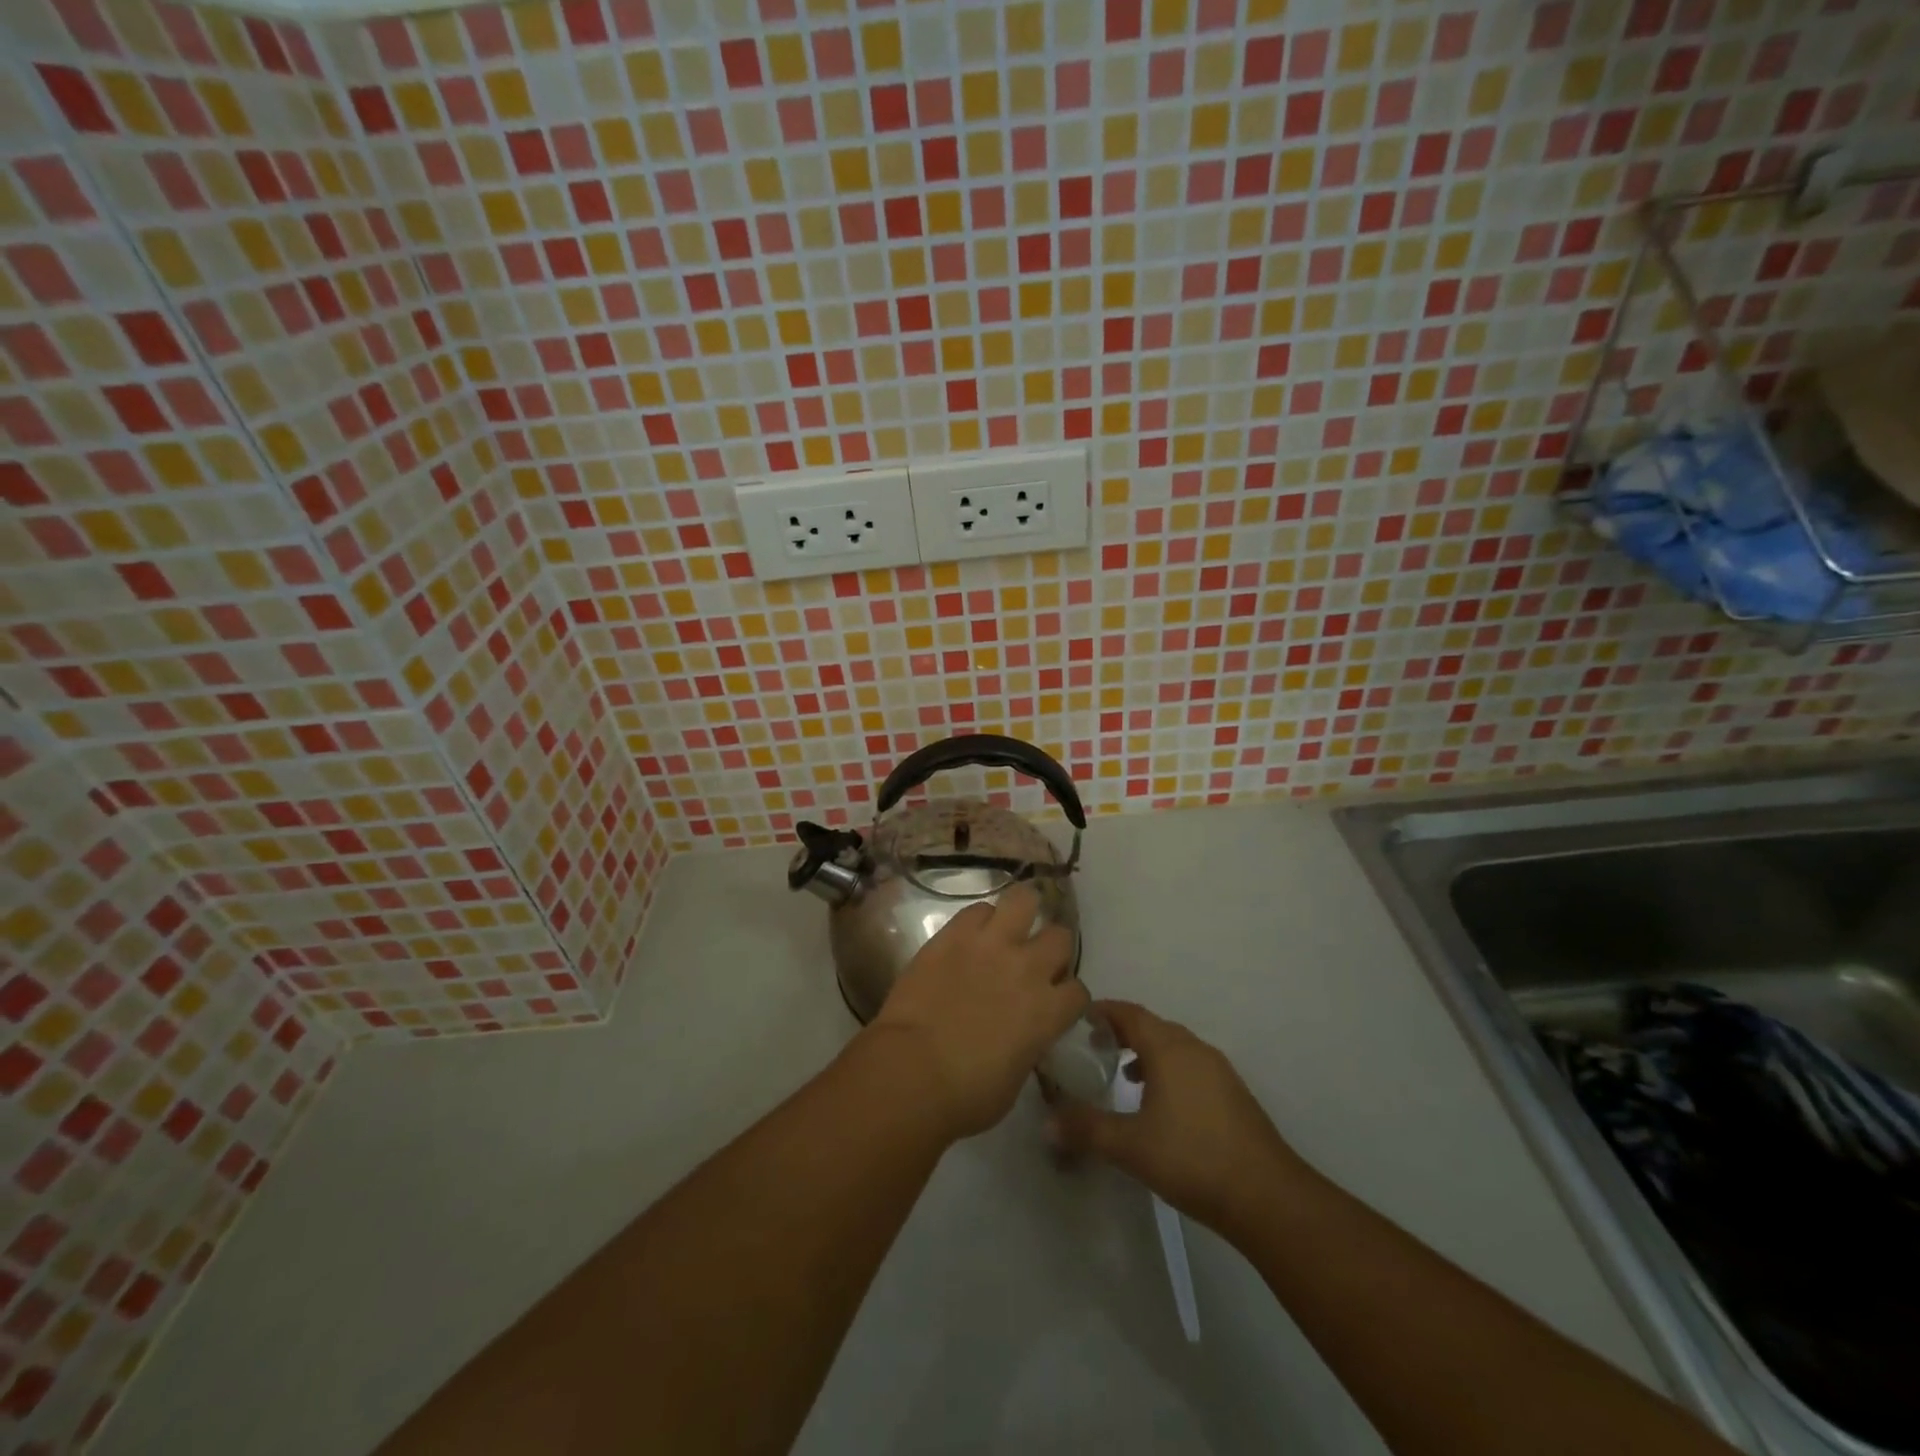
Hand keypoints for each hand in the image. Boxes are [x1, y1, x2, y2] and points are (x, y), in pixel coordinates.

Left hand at [865, 883, 1087, 1140]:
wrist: (912, 1070)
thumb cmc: (966, 1094)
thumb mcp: (1015, 1079)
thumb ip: (1028, 1045)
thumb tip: (1023, 1036)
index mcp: (1048, 1012)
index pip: (1078, 991)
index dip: (1066, 996)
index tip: (1052, 1002)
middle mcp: (1028, 968)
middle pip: (1061, 936)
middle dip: (1051, 948)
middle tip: (1031, 961)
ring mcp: (991, 944)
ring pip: (1024, 900)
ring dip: (1021, 913)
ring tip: (1008, 926)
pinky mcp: (954, 933)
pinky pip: (977, 909)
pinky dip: (978, 920)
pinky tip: (969, 935)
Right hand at [1047, 1000, 1308, 1234]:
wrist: (1266, 1196)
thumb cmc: (1191, 1159)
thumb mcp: (1129, 1146)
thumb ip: (1086, 1129)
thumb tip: (1046, 1123)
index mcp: (1169, 1049)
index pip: (1130, 1013)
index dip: (1103, 1011)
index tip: (1078, 1019)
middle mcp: (1194, 1049)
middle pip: (1152, 1026)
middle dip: (1122, 1031)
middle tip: (1094, 1048)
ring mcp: (1218, 1070)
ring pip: (1174, 1046)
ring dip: (1146, 1052)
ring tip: (1123, 1075)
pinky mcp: (1232, 1093)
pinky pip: (1191, 1065)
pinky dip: (1168, 1070)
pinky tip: (1160, 1103)